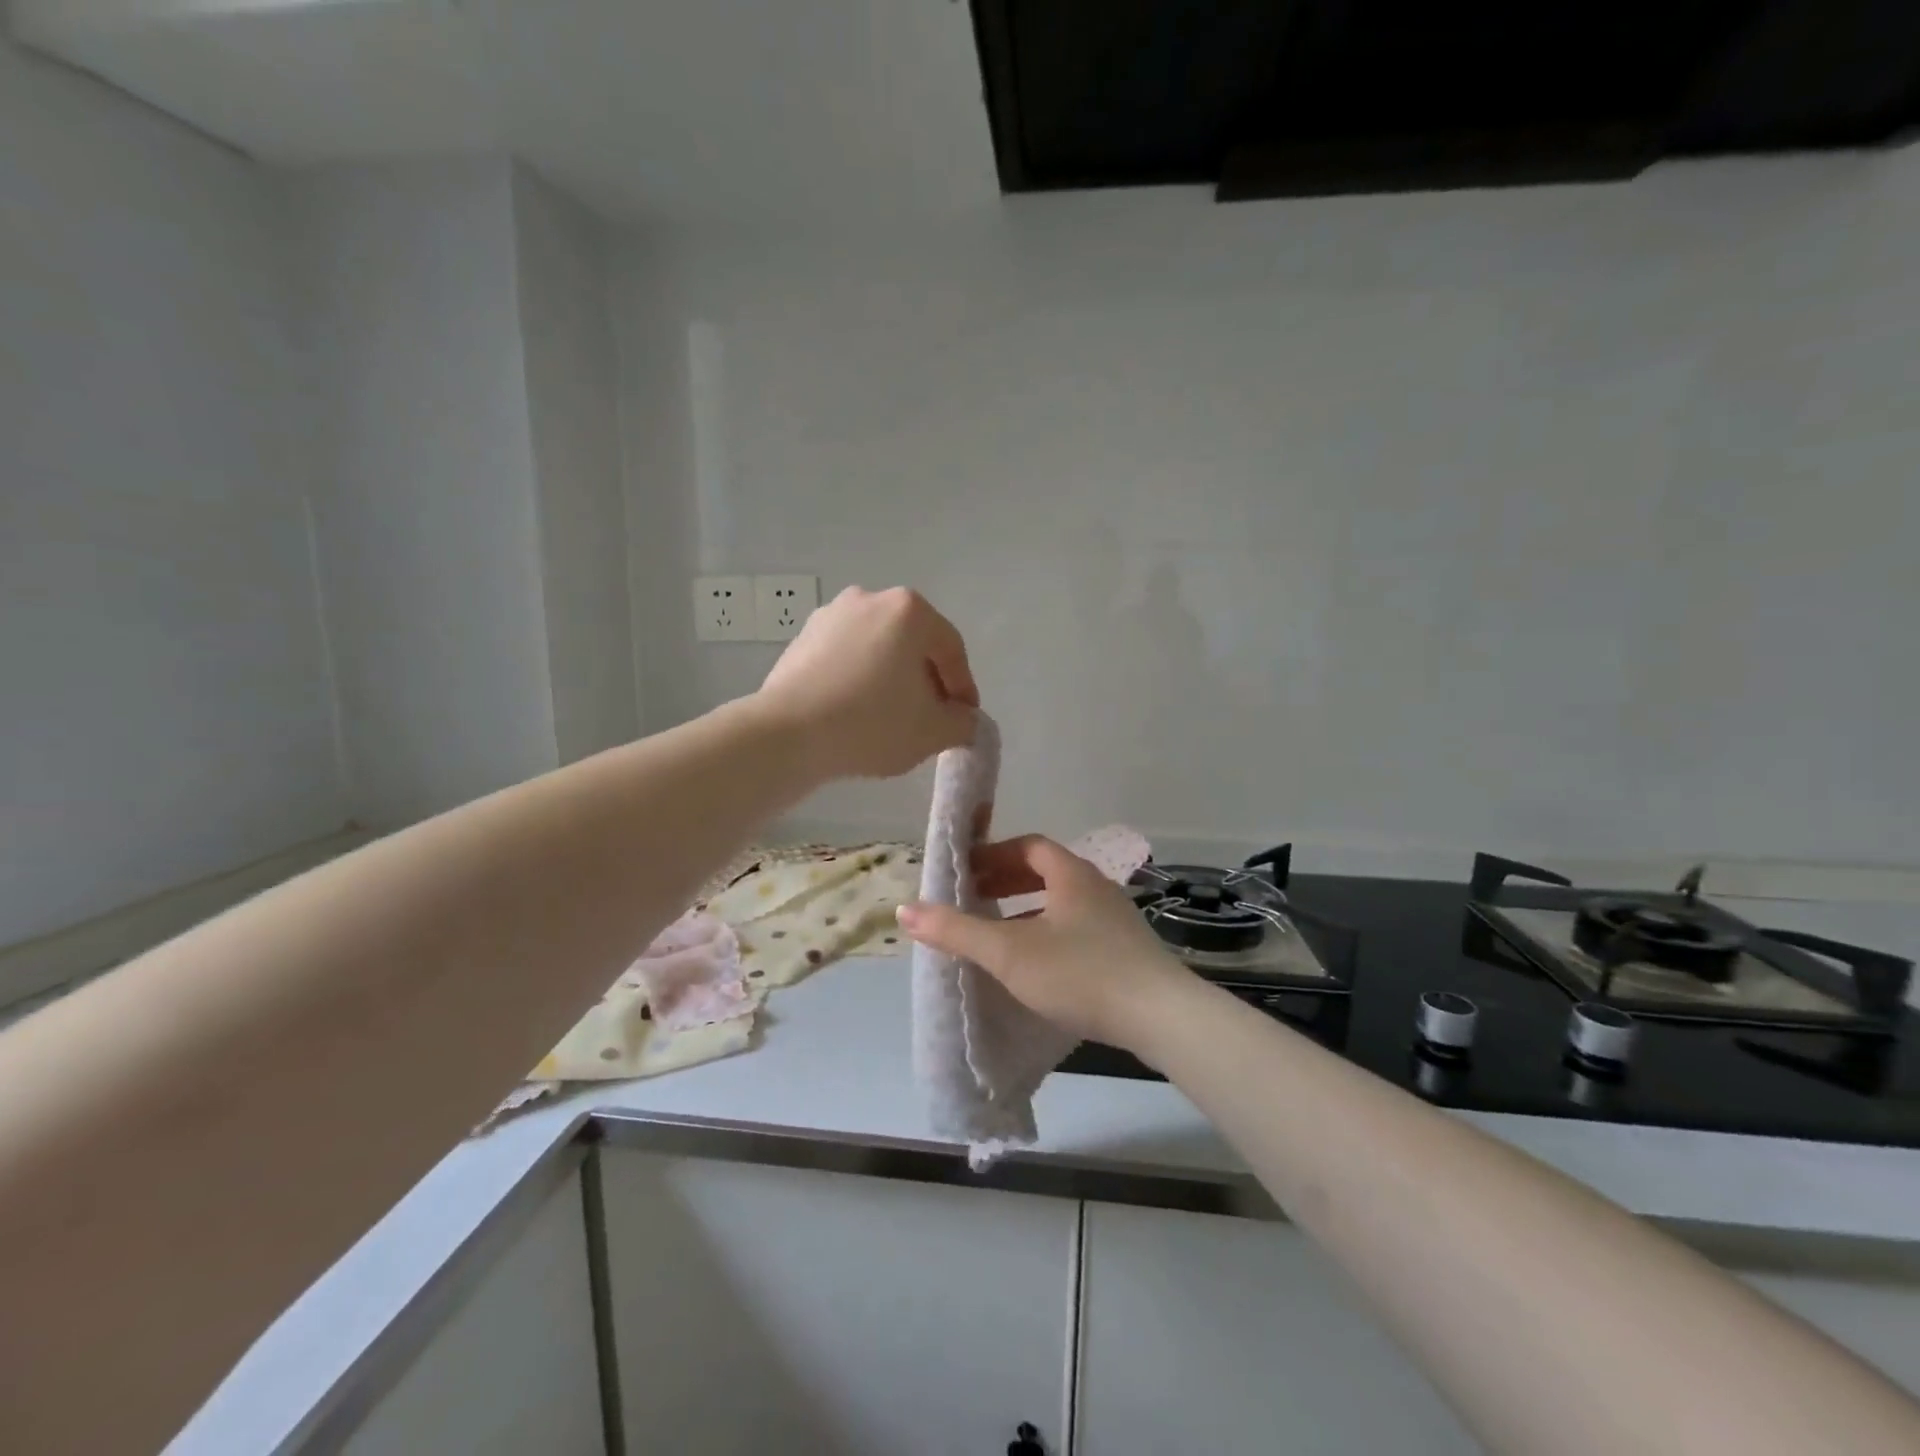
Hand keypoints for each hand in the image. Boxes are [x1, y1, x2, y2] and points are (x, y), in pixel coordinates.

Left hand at [757, 586, 979, 781]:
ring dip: (891, 680)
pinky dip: (859, 680)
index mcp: (909, 610)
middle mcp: (869, 599)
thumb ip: (962, 723)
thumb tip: (963, 719)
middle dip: (927, 681)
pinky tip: (857, 713)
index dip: (964, 688)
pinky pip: (846, 659)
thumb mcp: (933, 732)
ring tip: (893, 719)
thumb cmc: (872, 723)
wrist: (788, 733)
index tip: (964, 719)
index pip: (951, 649)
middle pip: (913, 644)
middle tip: (932, 718)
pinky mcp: (801, 639)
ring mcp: (830, 616)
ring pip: (877, 650)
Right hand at [897, 835, 1196, 1053]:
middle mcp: (1096, 888)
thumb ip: (957, 931)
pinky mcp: (1127, 952)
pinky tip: (1038, 967)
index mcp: (1071, 875)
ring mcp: (1116, 920)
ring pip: (1063, 903)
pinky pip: (1078, 929)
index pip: (1028, 846)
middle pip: (1046, 872)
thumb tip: (905, 910)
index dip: (993, 854)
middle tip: (975, 899)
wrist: (1162, 1016)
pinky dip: (1049, 934)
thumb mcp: (1009, 952)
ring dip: (1028, 910)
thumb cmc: (1080, 972)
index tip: (966, 873)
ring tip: (999, 934)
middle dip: (1007, 882)